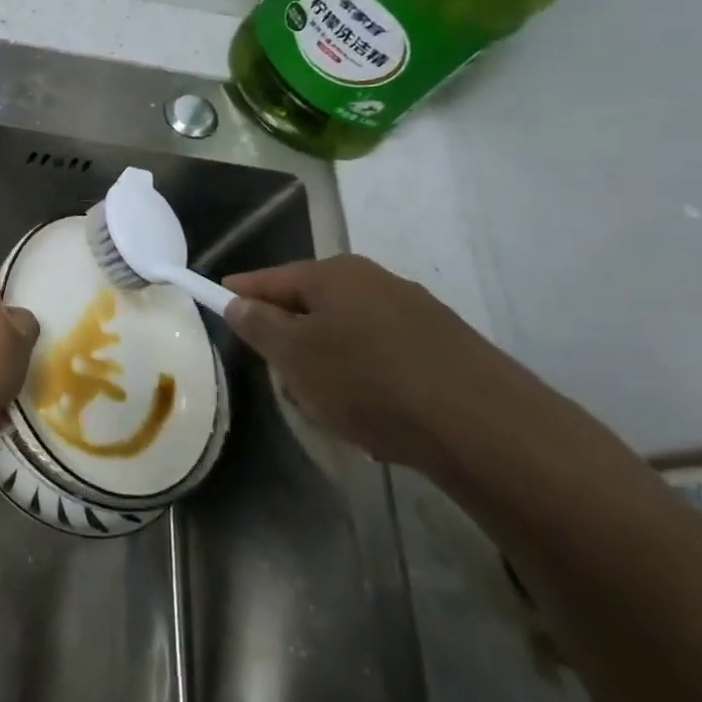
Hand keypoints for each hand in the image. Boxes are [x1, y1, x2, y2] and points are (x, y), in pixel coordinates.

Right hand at [223, 254, 542, 473]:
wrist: (484, 426)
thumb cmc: (368, 382)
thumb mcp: (295, 356)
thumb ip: (259, 325)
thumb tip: (238, 302)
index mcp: (334, 274)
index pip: (270, 278)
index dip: (240, 292)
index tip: (217, 303)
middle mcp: (375, 281)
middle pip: (311, 304)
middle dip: (289, 336)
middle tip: (279, 375)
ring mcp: (416, 311)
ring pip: (348, 331)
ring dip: (329, 359)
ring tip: (329, 405)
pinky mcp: (446, 346)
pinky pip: (384, 354)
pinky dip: (367, 376)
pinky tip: (375, 413)